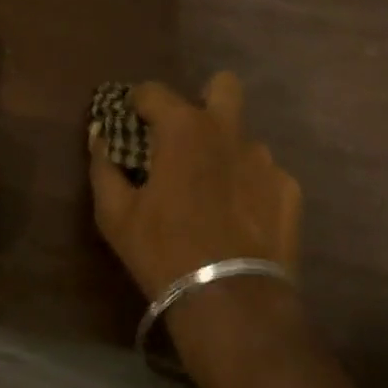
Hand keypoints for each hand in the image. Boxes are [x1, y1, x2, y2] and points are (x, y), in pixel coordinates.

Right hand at [88, 72, 301, 302]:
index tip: (131, 119)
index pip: (154, 91)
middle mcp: (228, 130)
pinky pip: (265, 174)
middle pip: (224, 86)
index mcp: (183, 128)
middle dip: (205, 98)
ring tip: (214, 191)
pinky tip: (241, 218)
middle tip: (187, 134)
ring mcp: (264, 159)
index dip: (138, 101)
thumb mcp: (116, 215)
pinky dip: (250, 187)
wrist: (232, 302)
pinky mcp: (288, 189)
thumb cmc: (163, 251)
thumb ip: (103, 167)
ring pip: (243, 137)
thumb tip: (98, 136)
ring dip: (226, 152)